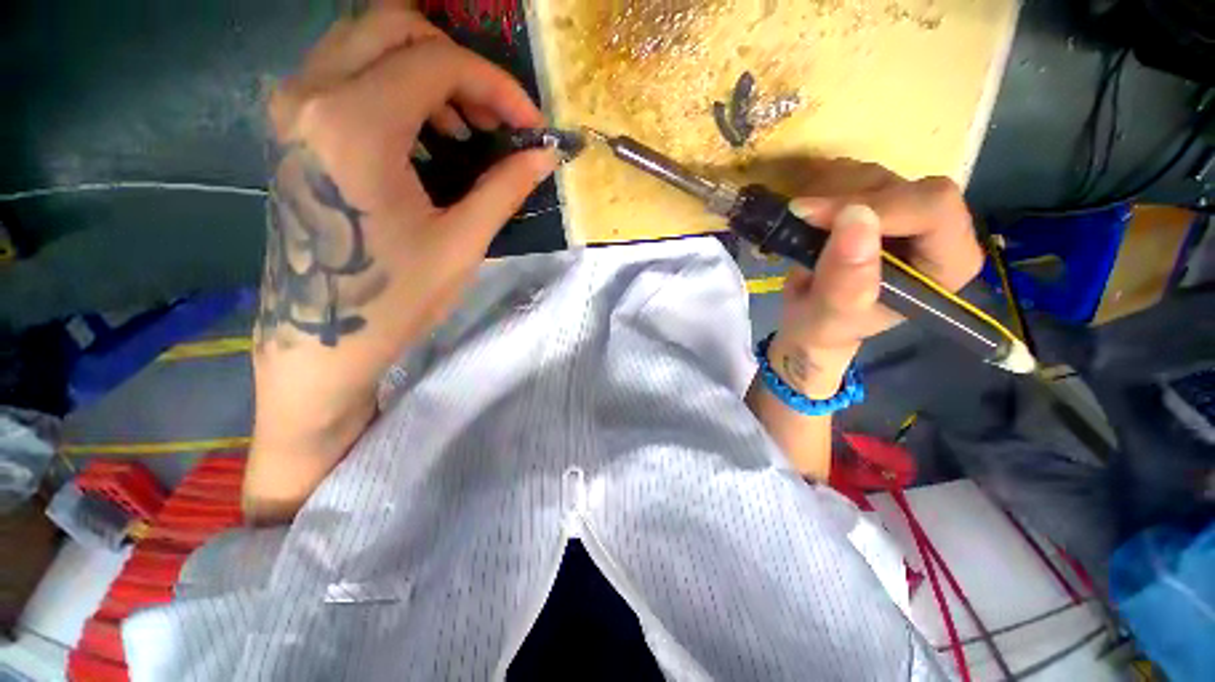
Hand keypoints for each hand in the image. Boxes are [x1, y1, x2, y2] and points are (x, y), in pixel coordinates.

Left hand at [246, 5, 555, 520]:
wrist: (323, 345)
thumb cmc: (394, 305)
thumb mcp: (463, 242)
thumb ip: (505, 185)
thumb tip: (545, 156)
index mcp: (353, 126)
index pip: (436, 58)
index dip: (493, 82)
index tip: (528, 121)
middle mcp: (311, 99)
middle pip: (391, 21)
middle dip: (456, 58)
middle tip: (496, 113)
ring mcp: (294, 111)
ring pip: (365, 41)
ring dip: (429, 75)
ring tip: (468, 136)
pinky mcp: (295, 131)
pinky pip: (351, 75)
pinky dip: (402, 92)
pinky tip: (431, 145)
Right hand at [768, 161, 983, 397]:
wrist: (808, 323)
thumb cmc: (824, 328)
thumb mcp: (830, 316)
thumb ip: (846, 280)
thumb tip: (856, 217)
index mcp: (946, 265)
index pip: (935, 210)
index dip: (879, 206)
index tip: (819, 217)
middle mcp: (936, 232)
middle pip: (906, 187)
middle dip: (848, 199)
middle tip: (801, 216)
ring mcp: (905, 214)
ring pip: (877, 177)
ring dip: (830, 193)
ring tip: (799, 223)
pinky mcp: (877, 205)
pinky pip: (855, 175)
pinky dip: (823, 188)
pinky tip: (805, 214)